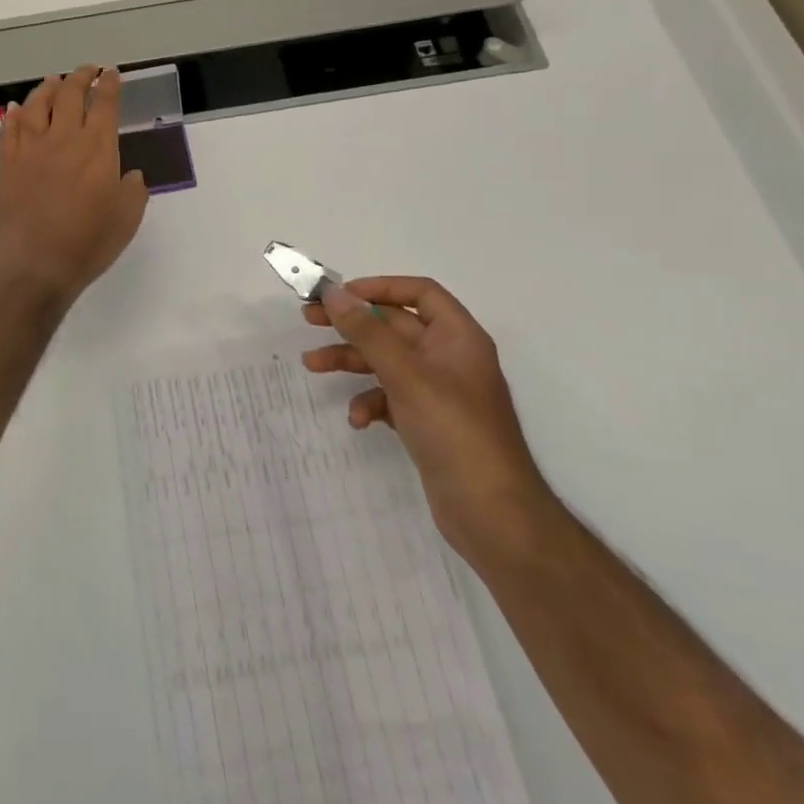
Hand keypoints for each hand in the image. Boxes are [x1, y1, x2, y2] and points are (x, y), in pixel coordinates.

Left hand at [0, 65, 149, 307]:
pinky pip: (10, 129)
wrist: (32, 263)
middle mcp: (64, 138)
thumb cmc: (86, 243)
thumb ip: (133, 191)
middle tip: (87, 69)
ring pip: (37, 104)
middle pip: (70, 94)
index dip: (109, 85)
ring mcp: (31, 148)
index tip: (112, 73)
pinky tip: (17, 109)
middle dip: (81, 76)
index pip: (105, 104)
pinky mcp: (7, 163)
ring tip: (54, 80)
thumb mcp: (126, 220)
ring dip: (48, 88)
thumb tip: (131, 175)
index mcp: (98, 148)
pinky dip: (15, 114)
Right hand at [304, 276, 551, 565]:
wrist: (493, 516)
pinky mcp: (427, 423)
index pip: (420, 293)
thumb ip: (367, 332)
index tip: (340, 295)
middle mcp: (450, 358)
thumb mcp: (406, 375)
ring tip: (312, 365)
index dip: (380, 288)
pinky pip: (391, 398)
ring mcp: (438, 393)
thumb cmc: (454, 432)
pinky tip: (358, 419)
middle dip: (353, 325)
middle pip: (395, 326)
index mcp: (458, 337)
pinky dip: (370, 402)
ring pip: (387, 362)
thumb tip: (333, 292)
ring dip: (351, 361)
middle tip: (309, 320)